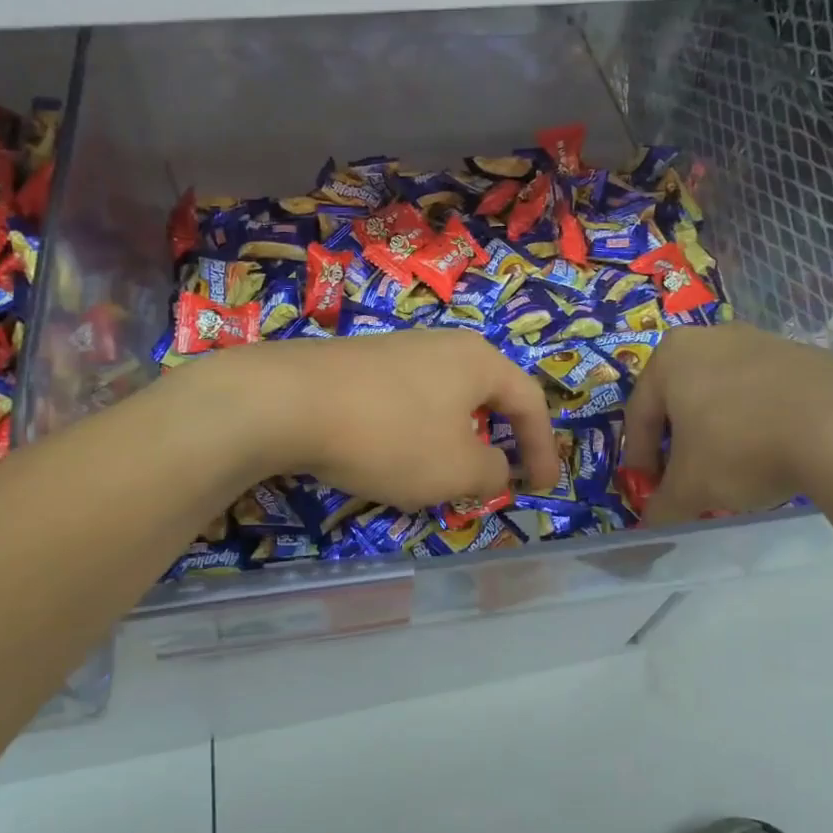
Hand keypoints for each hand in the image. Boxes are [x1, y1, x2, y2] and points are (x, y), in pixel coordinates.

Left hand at [190, 330, 561, 511]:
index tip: (544, 488)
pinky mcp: (358, 364)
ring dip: (451, 441)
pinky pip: (404, 403)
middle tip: (495, 478)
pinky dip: (412, 435)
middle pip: (485, 396)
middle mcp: (442, 345)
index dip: (542, 448)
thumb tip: (494, 468)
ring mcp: (396, 350)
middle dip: (495, 441)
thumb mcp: (456, 469)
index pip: (529, 402)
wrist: (288, 401)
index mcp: (479, 360)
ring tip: (440, 477)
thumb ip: (491, 472)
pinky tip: (388, 459)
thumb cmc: (391, 434)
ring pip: (442, 401)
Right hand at [621, 323, 832, 525]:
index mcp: (670, 357)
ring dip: (718, 431)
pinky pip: (762, 392)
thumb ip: (662, 506)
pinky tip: (773, 451)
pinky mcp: (801, 354)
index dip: (638, 458)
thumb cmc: (741, 447)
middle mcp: (709, 337)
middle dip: (679, 442)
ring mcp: (759, 340)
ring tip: (732, 469)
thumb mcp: (691, 489)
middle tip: (686, 479)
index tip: (647, 490)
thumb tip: (651, 524)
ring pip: (722, 392)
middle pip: (680, 398)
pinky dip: (757, 421)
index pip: (638, 413)